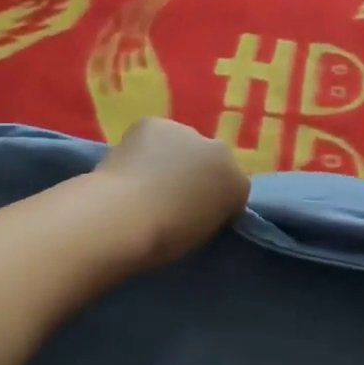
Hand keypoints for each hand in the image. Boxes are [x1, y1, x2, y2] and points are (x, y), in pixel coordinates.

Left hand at [95, 119, 249, 268]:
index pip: (232, 187)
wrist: (125, 218)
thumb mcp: (200, 236)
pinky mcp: (155, 123)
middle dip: (195, 172)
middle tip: (169, 195)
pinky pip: (154, 134)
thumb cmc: (163, 241)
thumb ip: (207, 214)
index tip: (192, 214)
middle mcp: (222, 152)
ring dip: (171, 155)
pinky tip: (129, 164)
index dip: (212, 200)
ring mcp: (188, 132)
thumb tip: (193, 205)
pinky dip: (145, 145)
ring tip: (145, 180)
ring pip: (182, 143)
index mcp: (238, 185)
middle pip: (210, 160)